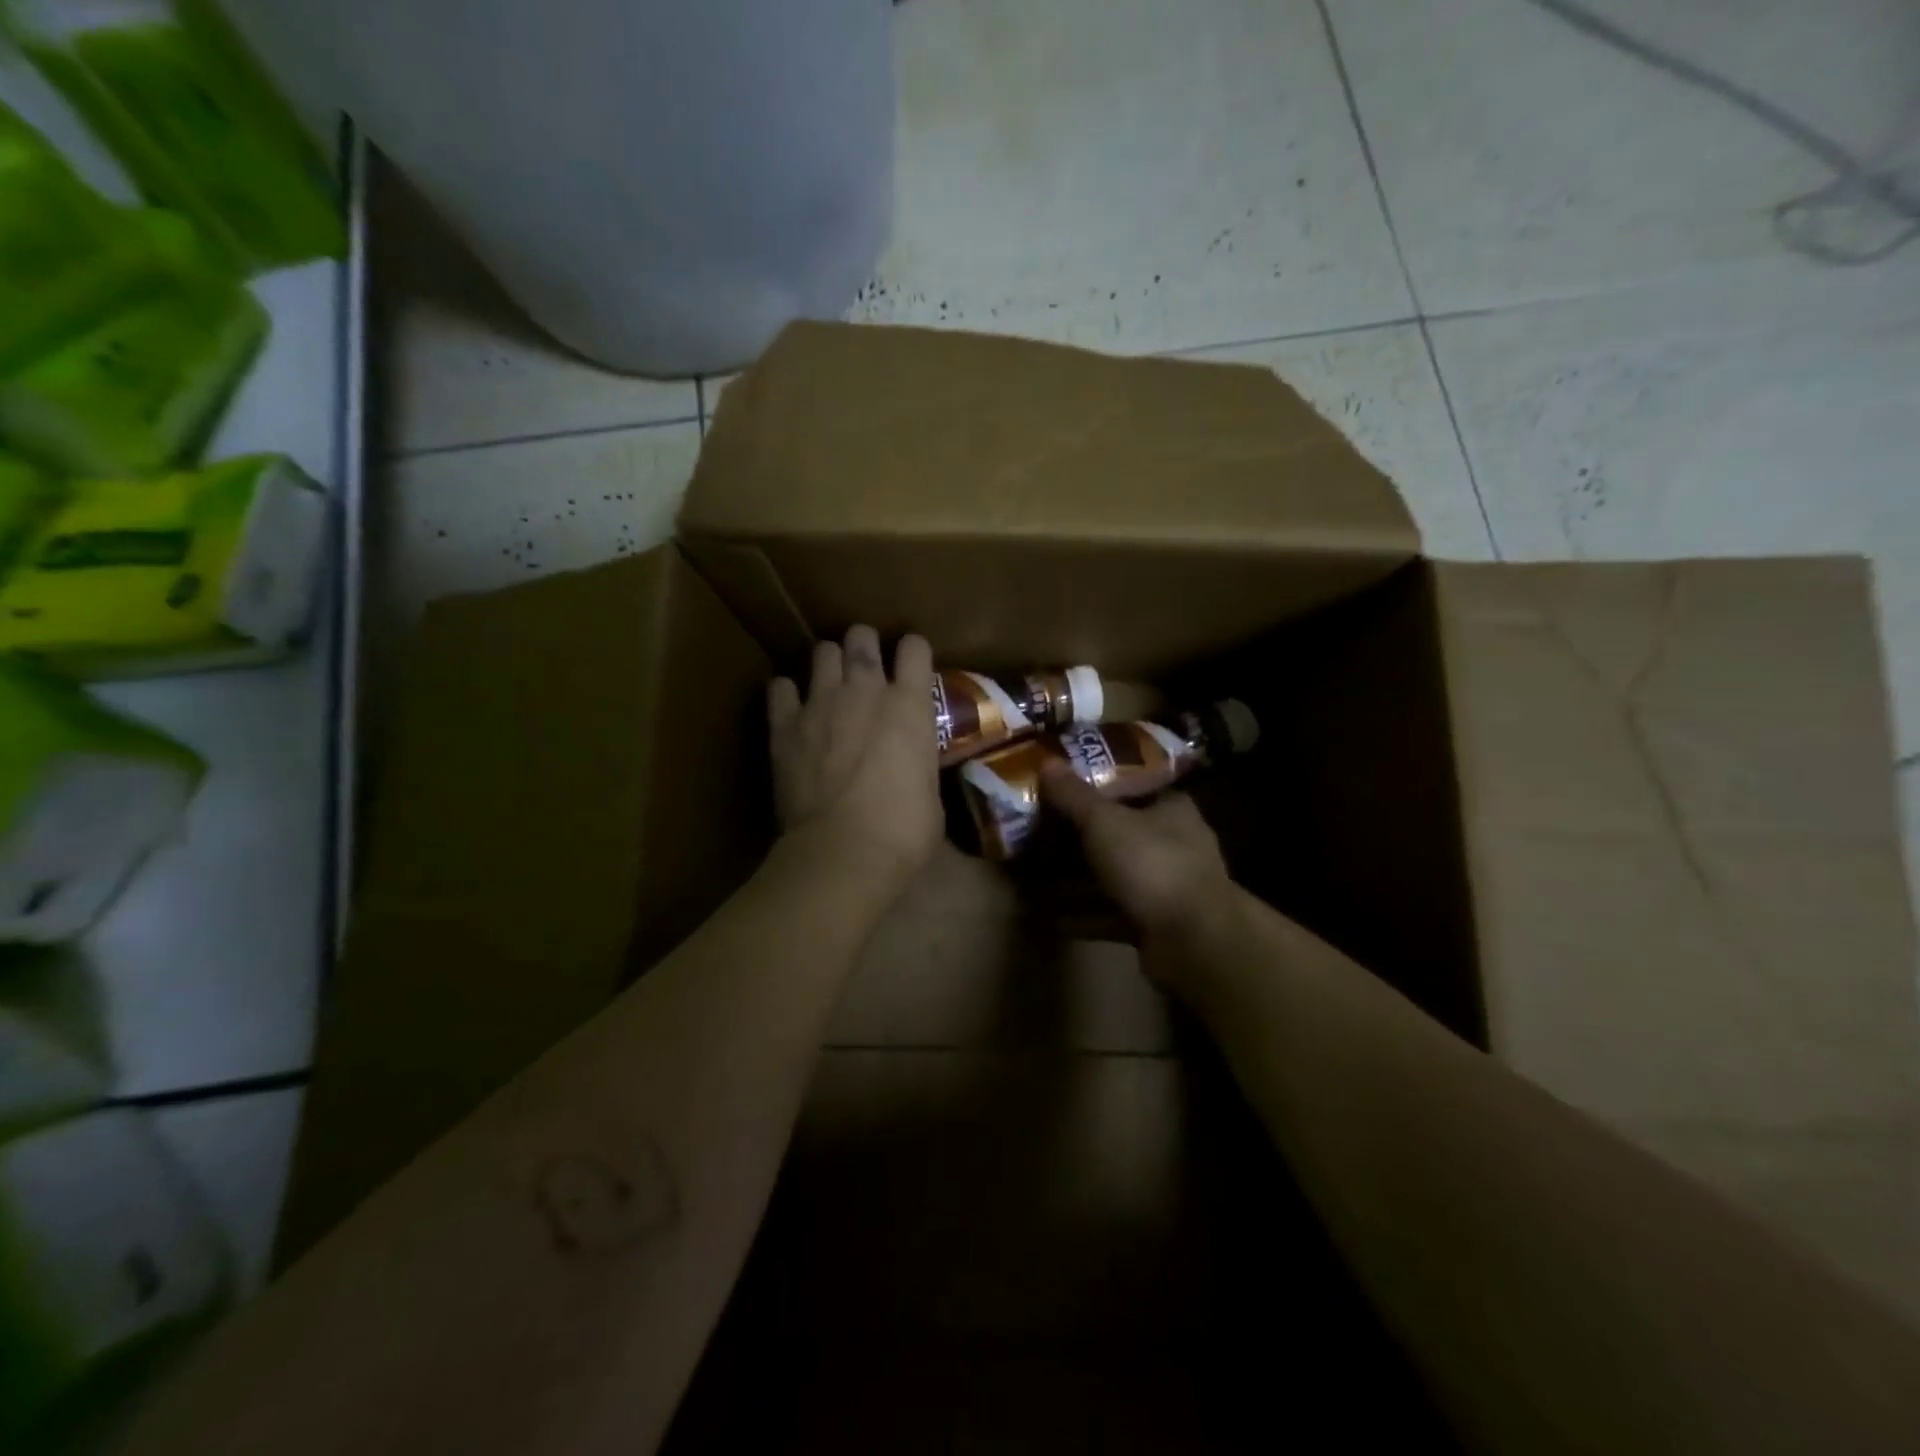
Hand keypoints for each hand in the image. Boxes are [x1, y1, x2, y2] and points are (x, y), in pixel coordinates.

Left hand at [768, 627, 941, 900]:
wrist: (844, 852)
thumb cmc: (903, 831)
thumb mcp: (930, 791)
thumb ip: (918, 761)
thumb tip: (911, 765)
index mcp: (910, 706)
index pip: (915, 648)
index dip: (913, 652)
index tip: (911, 665)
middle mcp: (866, 691)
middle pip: (861, 637)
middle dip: (865, 644)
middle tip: (866, 665)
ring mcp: (821, 704)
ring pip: (822, 652)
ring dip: (829, 662)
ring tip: (830, 682)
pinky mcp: (785, 726)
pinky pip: (779, 687)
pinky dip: (787, 693)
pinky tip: (792, 707)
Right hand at [1040, 763, 1237, 972]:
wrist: (1194, 942)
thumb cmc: (1152, 863)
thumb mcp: (1105, 822)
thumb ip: (1074, 795)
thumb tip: (1046, 761)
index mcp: (1171, 808)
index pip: (1134, 786)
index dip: (1099, 783)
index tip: (1062, 785)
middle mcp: (1173, 844)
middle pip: (1118, 833)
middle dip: (1078, 836)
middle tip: (1038, 832)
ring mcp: (1165, 887)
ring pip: (1112, 876)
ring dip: (1076, 880)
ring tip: (1034, 878)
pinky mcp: (1154, 924)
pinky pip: (1110, 913)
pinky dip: (1083, 915)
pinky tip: (1050, 918)